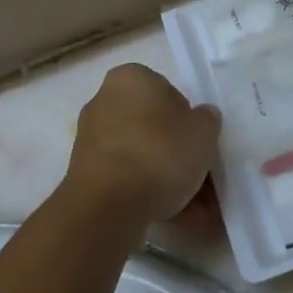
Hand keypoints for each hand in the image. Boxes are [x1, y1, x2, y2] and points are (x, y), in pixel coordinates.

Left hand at [65, 65, 221, 232]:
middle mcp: (105, 101)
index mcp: (131, 78)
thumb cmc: (160, 153)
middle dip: (178, 152)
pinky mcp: (85, 173)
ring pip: (143, 155)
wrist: (108, 205)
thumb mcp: (204, 131)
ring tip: (194, 208)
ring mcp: (92, 139)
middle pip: (154, 126)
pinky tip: (172, 213)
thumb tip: (200, 117)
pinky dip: (148, 191)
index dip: (189, 119)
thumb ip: (207, 119)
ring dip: (167, 177)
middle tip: (202, 178)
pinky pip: (127, 177)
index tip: (201, 143)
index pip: (169, 92)